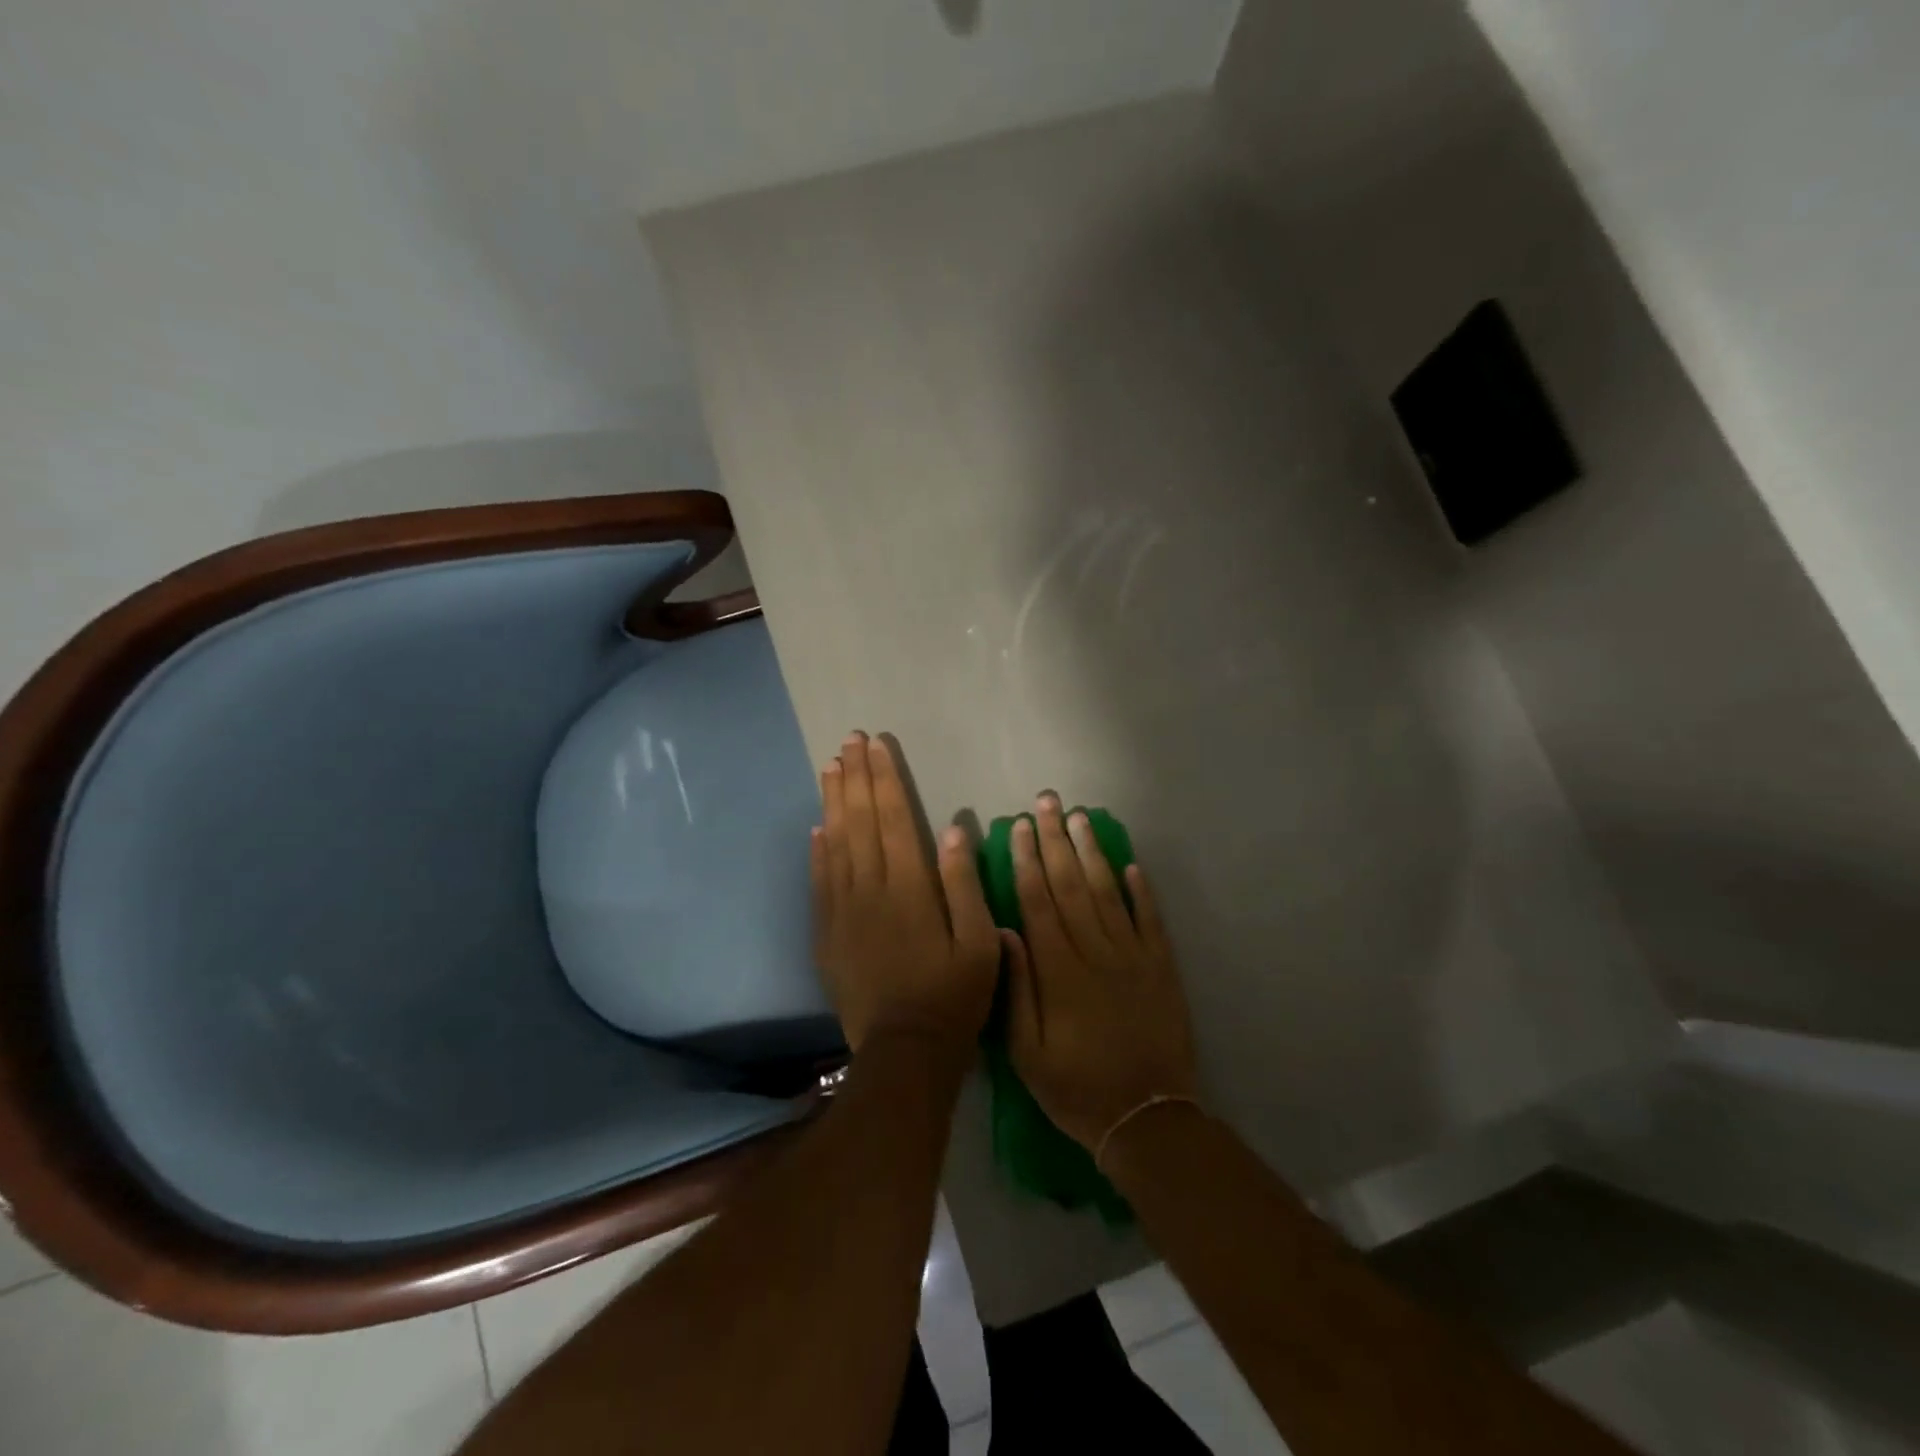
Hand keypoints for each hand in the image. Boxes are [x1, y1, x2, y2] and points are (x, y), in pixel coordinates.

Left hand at [811, 732, 1002, 1061]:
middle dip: (855, 777)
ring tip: (830, 767)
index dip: (885, 778)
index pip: (895, 817)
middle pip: (860, 821)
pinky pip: (819, 882)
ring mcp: (843, 911)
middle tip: (849, 741)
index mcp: (911, 887)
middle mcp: (871, 889)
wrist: (906, 1052)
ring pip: (835, 844)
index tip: (876, 745)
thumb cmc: (954, 996)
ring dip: (833, 803)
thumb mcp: (980, 942)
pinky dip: (817, 851)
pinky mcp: (827, 934)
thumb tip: (953, 829)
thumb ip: (964, 883)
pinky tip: (817, 828)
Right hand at [1005, 793, 1198, 1151]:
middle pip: (1071, 884)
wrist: (1147, 1118)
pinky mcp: (1162, 967)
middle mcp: (1095, 951)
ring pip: (1108, 892)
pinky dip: (1141, 890)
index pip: (1038, 900)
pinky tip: (1130, 863)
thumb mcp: (1026, 1052)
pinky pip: (1150, 919)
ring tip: (1080, 817)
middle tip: (1047, 801)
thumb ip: (1016, 988)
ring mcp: (1133, 956)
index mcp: (1059, 970)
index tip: (1018, 825)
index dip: (1026, 860)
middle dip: (1055, 839)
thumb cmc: (1075, 1087)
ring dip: (1093, 851)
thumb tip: (1004, 931)